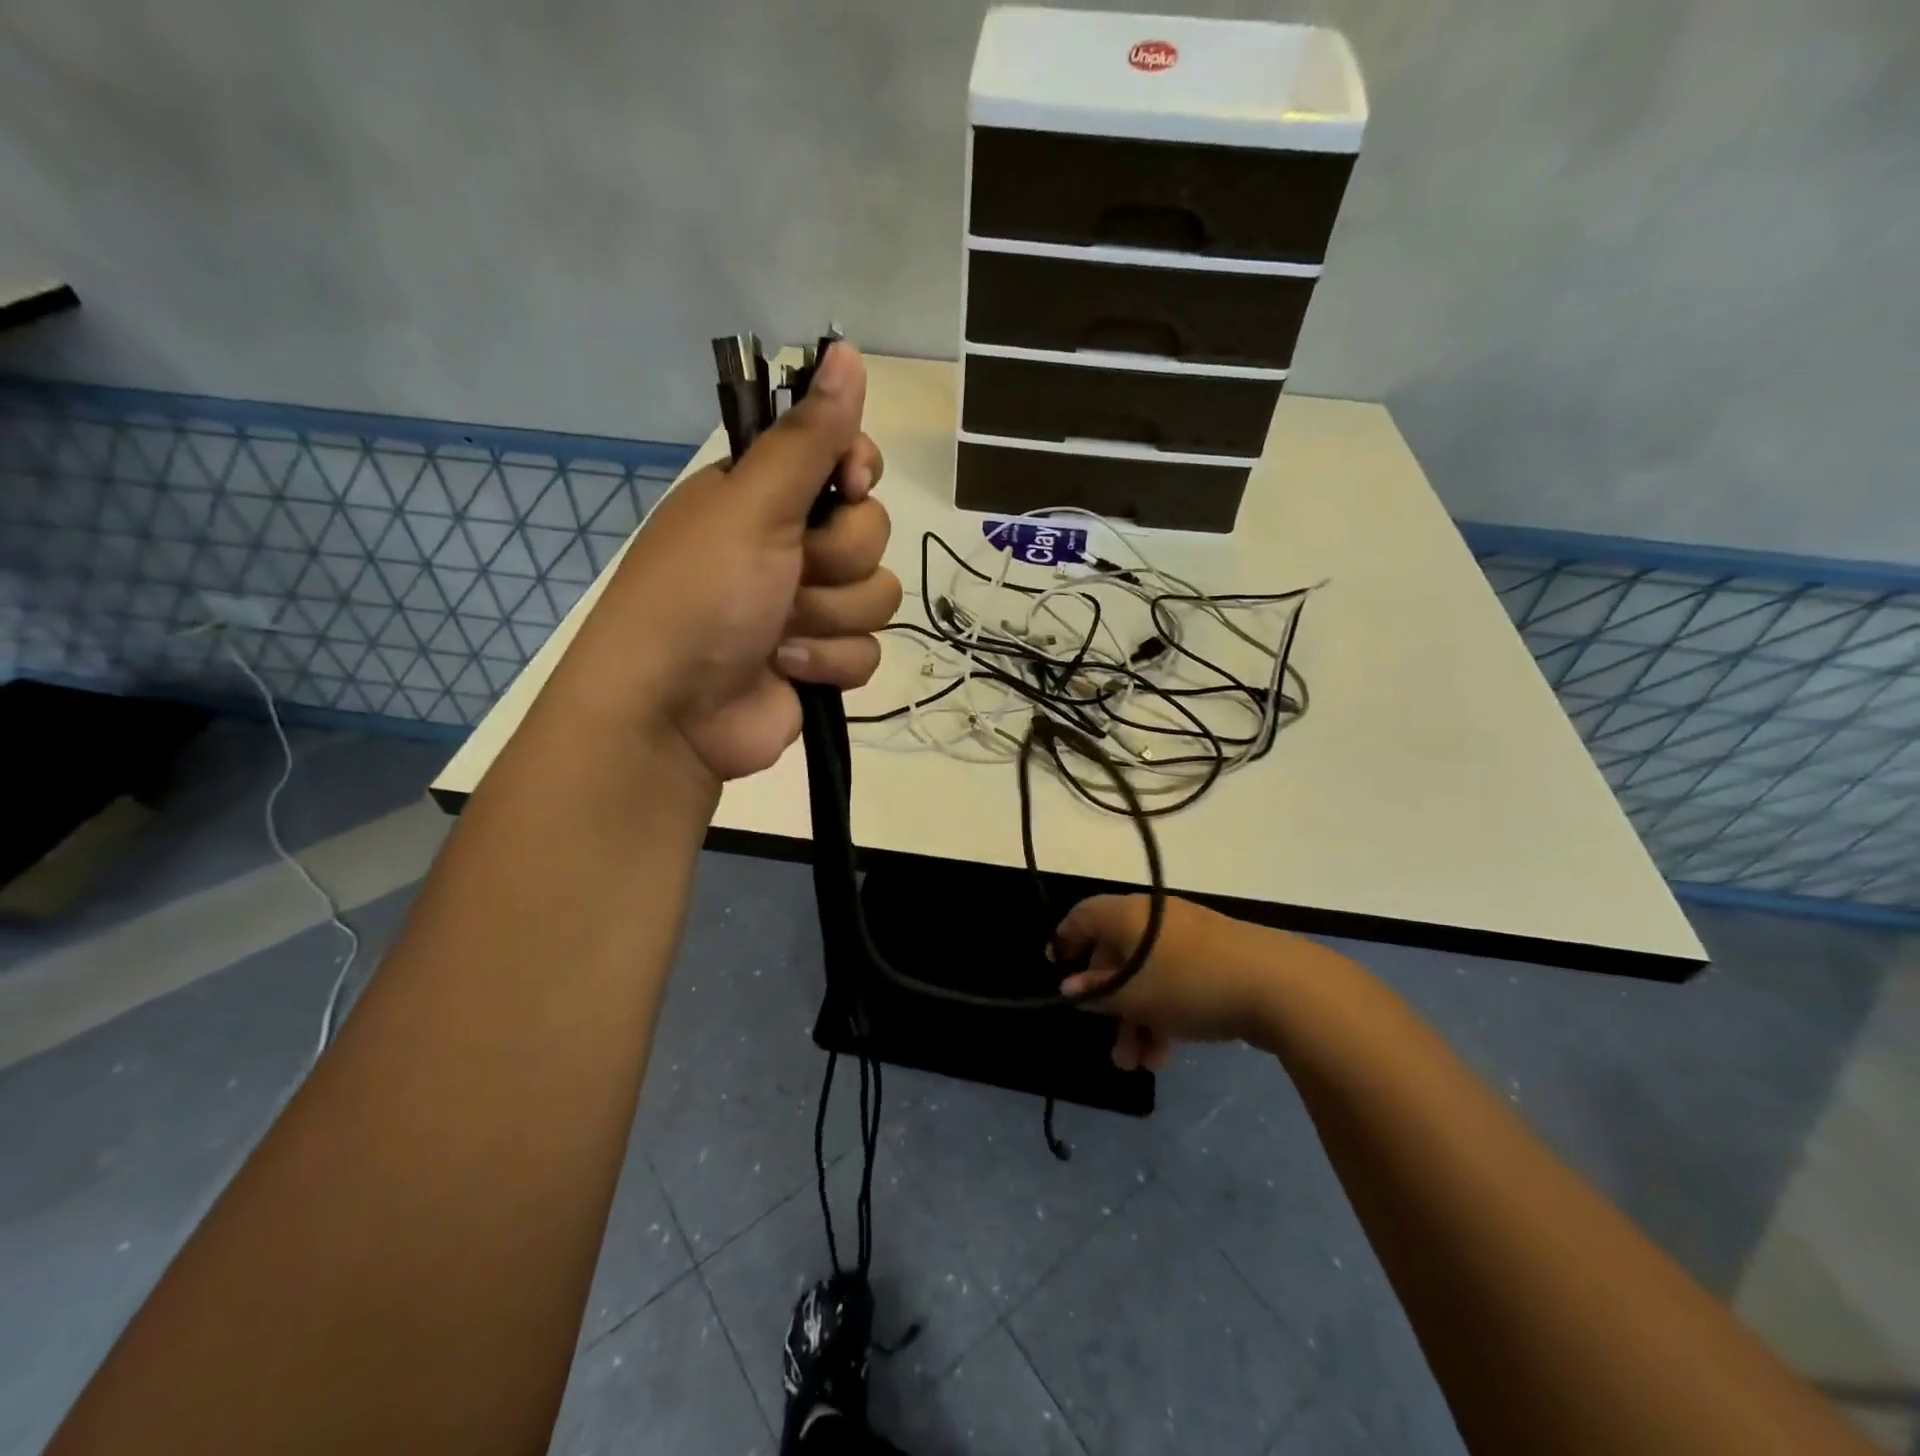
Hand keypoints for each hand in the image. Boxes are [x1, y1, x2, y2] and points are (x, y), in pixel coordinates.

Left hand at [552, 344, 899, 781]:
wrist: (673, 713)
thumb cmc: (700, 595)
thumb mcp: (752, 506)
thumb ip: (808, 438)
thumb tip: (848, 350)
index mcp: (765, 497)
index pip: (845, 461)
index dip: (856, 473)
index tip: (847, 486)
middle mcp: (790, 545)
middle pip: (871, 532)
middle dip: (836, 560)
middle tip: (790, 574)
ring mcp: (809, 608)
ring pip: (877, 595)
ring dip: (829, 617)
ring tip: (779, 633)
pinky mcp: (823, 661)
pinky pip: (868, 650)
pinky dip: (828, 663)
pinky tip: (786, 671)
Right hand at [1053, 895, 1290, 1070]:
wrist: (1277, 985)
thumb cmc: (1188, 983)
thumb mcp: (1133, 996)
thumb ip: (1097, 993)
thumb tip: (1072, 988)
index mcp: (1129, 914)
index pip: (1083, 916)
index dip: (1065, 940)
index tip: (1056, 969)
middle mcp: (1155, 918)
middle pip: (1117, 954)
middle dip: (1109, 1003)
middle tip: (1108, 1042)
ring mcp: (1189, 938)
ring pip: (1148, 977)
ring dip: (1137, 1020)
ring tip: (1138, 1064)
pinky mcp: (1216, 960)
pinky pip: (1176, 983)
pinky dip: (1165, 1014)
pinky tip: (1166, 1055)